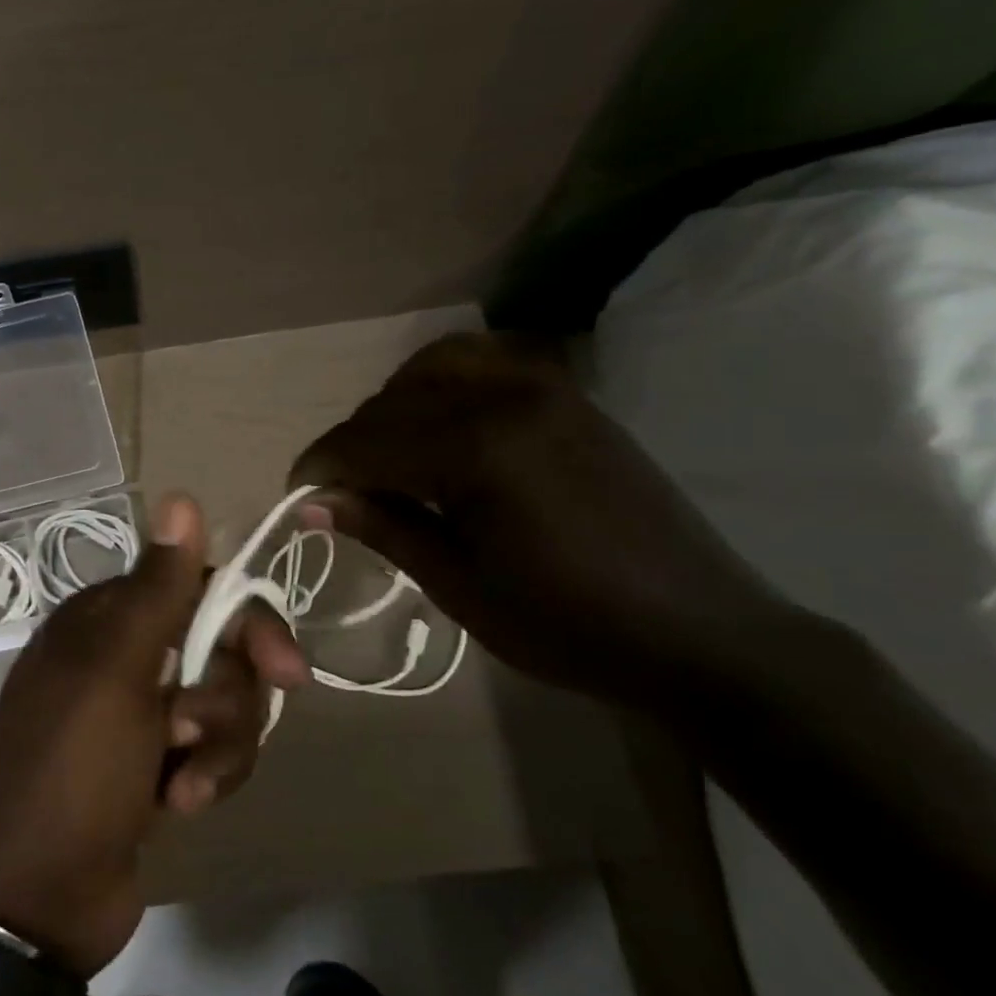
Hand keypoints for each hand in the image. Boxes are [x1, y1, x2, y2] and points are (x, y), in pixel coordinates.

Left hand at [0, 494, 309, 977]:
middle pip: (219, 649)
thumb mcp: (115, 671)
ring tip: (182, 783)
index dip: (246, 623)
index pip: (198, 589)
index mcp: (106, 620)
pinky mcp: (155, 762)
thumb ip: (157, 588)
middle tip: (202, 733)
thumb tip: (181, 495)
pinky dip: (205, 775)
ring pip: (222, 702)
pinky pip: (212, 748)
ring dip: (217, 746)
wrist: (38, 898)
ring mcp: (140, 712)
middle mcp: (124, 655)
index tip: (286, 669)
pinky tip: (176, 805)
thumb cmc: (73, 769)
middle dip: (226, 698)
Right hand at [290, 333, 804, 708]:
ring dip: (396, 401)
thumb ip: (384, 528)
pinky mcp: (570, 395)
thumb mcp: (460, 586)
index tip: (296, 493)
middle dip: (354, 440)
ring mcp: (545, 387)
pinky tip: (442, 425)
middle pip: (394, 401)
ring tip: (389, 451)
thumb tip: (314, 502)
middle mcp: (506, 397)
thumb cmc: (568, 624)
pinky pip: (487, 362)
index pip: (369, 440)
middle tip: (341, 488)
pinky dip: (445, 382)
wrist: (699, 633)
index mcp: (477, 449)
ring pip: (437, 365)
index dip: (322, 465)